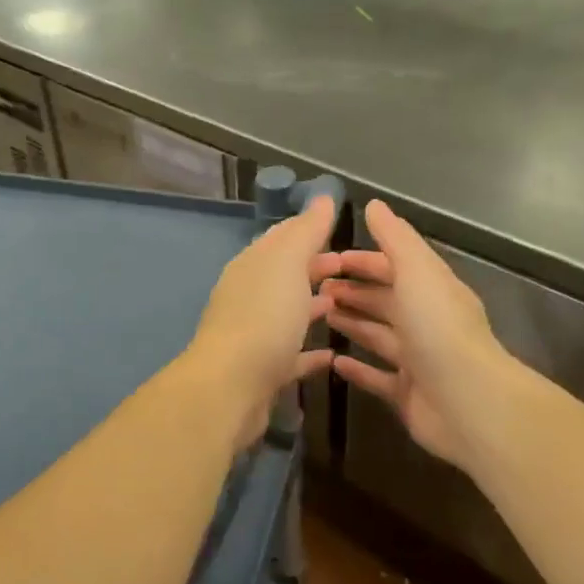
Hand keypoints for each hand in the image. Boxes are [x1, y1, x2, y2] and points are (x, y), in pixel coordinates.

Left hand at [186, 195, 339, 445]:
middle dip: (315, 268)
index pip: (281, 238)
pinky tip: (333, 355)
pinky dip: (311, 352)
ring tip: (346, 304)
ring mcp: (254, 334)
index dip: (309, 230)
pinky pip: (292, 355)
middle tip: (352, 268)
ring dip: (313, 306)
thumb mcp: (287, 263)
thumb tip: (321, 197)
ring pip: (288, 313)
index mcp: (252, 266)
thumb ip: (306, 231)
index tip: (340, 229)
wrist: (231, 387)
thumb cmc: (264, 317)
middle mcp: (249, 296)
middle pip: (285, 275)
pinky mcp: (263, 371)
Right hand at [324, 200, 519, 474]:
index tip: (328, 259)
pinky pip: (378, 377)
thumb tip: (375, 205)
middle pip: (385, 300)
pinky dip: (357, 368)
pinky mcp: (409, 394)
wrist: (468, 401)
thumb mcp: (416, 270)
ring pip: (379, 335)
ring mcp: (419, 359)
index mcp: (432, 289)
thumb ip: (395, 238)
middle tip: (314, 290)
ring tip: (318, 316)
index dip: (363, 260)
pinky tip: (332, 361)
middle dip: (353, 291)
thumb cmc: (438, 328)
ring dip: (352, 323)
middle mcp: (427, 321)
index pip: (395, 266)